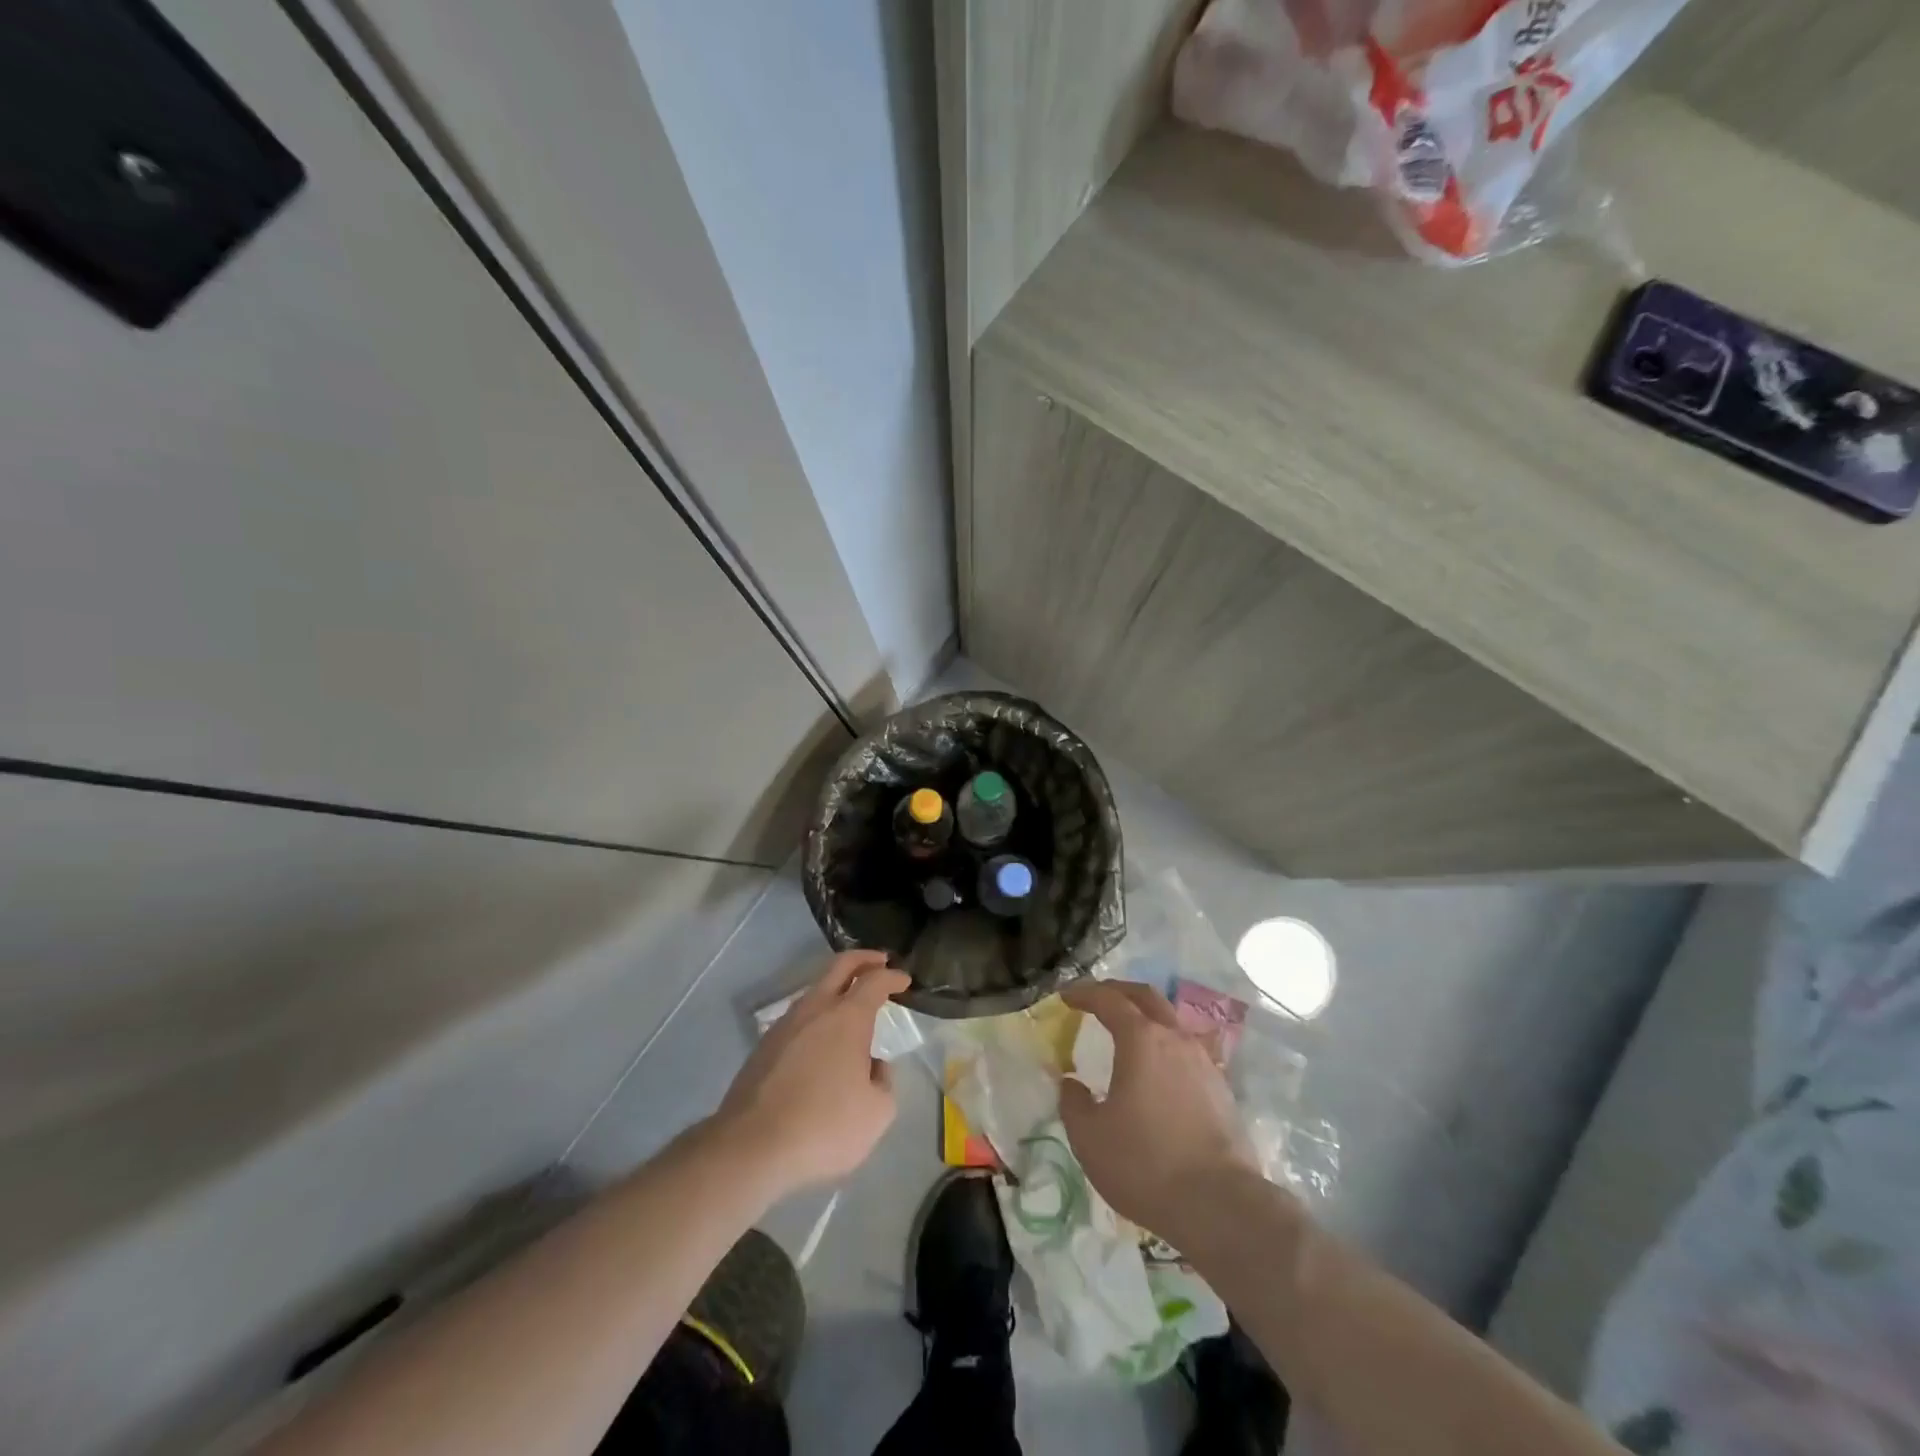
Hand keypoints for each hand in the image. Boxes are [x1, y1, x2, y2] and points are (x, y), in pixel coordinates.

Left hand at [712, 950, 910, 1200]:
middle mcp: (815, 1009)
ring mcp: (784, 1025)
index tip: (904, 980)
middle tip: (880, 962)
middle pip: (840, 966)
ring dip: (837, 988)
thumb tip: (873, 1066)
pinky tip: (822, 1041)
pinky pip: (798, 1018)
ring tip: (851, 1005)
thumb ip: (884, 1081)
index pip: (875, 981)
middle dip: (863, 958)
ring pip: (815, 991)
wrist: (751, 1147)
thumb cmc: (824, 1126)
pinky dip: (817, 1016)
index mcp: (848, 1018)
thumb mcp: (877, 1112)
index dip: (892, 976)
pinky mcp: (763, 1047)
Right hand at [1059, 980, 1260, 1251]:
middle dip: (1119, 991)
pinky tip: (1157, 1072)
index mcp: (1141, 1039)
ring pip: (1171, 1022)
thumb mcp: (1090, 1137)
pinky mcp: (1221, 1090)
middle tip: (1097, 998)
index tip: (1066, 997)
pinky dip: (1165, 1048)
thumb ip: (1073, 1103)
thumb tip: (1071, 1083)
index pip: (1109, 1000)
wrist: (1220, 1205)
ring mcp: (1204, 1063)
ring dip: (1146, 1018)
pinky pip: (1187, 1052)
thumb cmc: (1145, 1164)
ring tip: (1127, 1034)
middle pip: (1147, 997)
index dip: (1085, 994)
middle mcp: (1175, 1039)